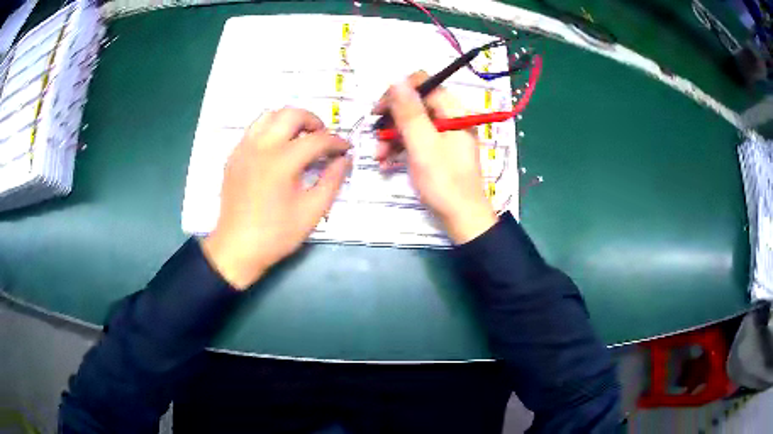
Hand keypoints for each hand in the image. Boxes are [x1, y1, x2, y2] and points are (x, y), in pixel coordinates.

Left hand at [201, 108, 350, 288]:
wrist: (237, 247)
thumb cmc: (276, 234)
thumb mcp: (312, 211)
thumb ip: (332, 181)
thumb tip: (344, 159)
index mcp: (282, 162)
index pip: (317, 139)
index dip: (336, 142)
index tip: (346, 149)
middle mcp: (261, 147)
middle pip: (291, 114)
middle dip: (313, 120)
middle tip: (323, 137)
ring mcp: (244, 149)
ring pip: (269, 115)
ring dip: (289, 120)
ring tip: (300, 137)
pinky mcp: (234, 156)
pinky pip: (254, 129)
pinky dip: (270, 130)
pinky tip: (277, 149)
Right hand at [375, 72, 496, 243]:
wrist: (463, 219)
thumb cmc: (444, 182)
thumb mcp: (423, 145)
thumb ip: (409, 112)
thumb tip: (396, 79)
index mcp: (453, 111)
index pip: (423, 84)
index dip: (398, 93)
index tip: (379, 110)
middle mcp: (451, 118)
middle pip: (415, 105)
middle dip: (391, 120)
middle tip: (375, 137)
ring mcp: (445, 135)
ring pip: (413, 124)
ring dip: (391, 137)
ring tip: (378, 157)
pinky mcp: (439, 151)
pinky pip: (417, 140)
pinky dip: (400, 149)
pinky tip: (386, 163)